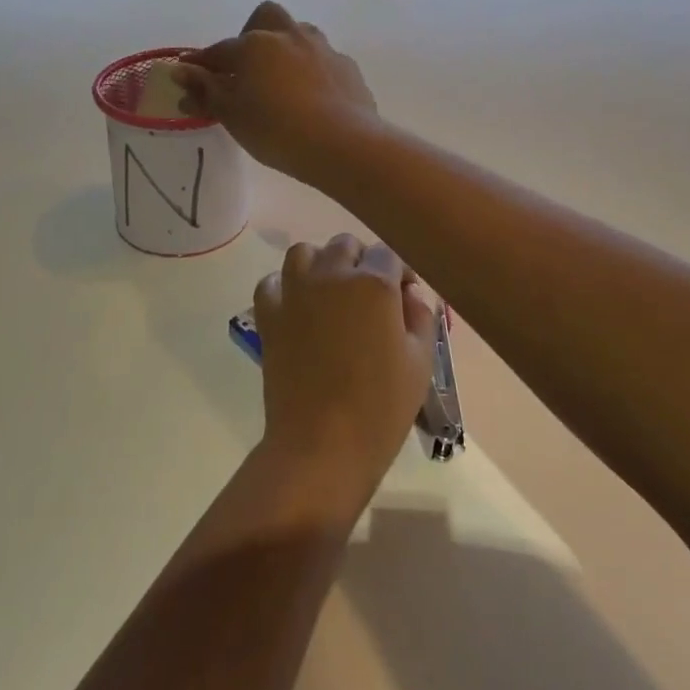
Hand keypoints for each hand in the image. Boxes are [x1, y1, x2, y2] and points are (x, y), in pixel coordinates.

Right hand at [171, 2, 377, 184]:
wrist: (341, 143)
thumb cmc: (276, 130)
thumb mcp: (233, 115)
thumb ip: (206, 91)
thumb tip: (182, 72)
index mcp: (255, 45)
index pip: (219, 51)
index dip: (201, 63)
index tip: (189, 72)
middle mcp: (289, 36)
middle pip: (265, 18)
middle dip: (252, 34)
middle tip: (246, 66)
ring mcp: (323, 49)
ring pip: (299, 34)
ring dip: (286, 48)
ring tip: (280, 79)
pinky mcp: (347, 68)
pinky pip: (323, 60)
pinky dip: (312, 71)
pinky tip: (312, 96)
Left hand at [251, 235, 436, 514]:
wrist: (322, 444)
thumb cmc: (381, 407)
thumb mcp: (420, 362)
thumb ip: (420, 317)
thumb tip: (410, 294)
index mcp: (373, 284)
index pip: (388, 255)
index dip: (399, 273)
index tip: (404, 297)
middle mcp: (331, 275)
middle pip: (345, 246)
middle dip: (361, 262)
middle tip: (370, 296)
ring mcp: (294, 292)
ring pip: (304, 253)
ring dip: (320, 264)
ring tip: (331, 293)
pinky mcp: (268, 314)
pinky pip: (272, 282)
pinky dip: (285, 286)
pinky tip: (298, 308)